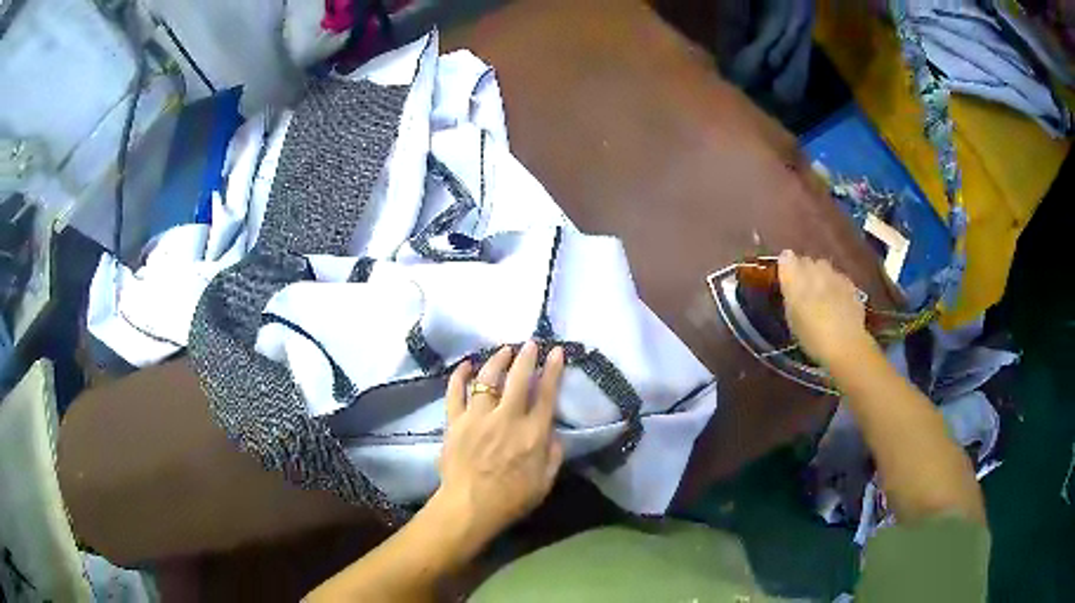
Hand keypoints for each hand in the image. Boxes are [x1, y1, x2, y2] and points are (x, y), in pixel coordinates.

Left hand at [436, 341, 564, 546]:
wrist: (469, 507)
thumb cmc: (511, 499)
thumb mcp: (545, 482)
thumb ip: (554, 455)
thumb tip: (554, 433)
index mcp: (532, 433)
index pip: (547, 394)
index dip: (553, 371)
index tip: (557, 352)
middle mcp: (507, 418)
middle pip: (518, 378)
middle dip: (526, 356)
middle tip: (531, 343)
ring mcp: (478, 417)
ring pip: (487, 378)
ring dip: (497, 360)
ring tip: (504, 349)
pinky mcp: (455, 422)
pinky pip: (455, 392)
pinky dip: (460, 375)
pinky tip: (466, 364)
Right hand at [777, 250, 874, 367]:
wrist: (846, 345)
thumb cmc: (812, 337)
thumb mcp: (792, 317)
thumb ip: (789, 290)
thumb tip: (787, 270)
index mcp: (796, 277)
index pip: (787, 258)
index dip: (787, 267)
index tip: (787, 280)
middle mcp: (816, 270)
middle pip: (807, 261)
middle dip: (804, 271)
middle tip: (804, 292)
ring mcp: (835, 275)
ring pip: (824, 268)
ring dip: (821, 277)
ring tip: (821, 297)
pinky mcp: (850, 285)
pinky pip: (838, 278)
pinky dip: (835, 285)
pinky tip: (836, 302)